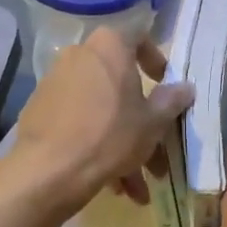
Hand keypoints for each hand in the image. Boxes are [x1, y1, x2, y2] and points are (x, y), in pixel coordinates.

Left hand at [9, 27, 192, 211]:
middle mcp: (79, 56)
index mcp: (109, 47)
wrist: (50, 169)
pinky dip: (97, 148)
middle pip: (120, 87)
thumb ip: (171, 102)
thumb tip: (186, 88)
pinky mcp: (41, 111)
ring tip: (134, 189)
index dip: (156, 60)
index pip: (139, 38)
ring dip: (122, 148)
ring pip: (101, 112)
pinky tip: (110, 184)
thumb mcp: (152, 123)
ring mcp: (56, 84)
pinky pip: (80, 124)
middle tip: (156, 158)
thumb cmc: (110, 136)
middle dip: (142, 126)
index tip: (165, 86)